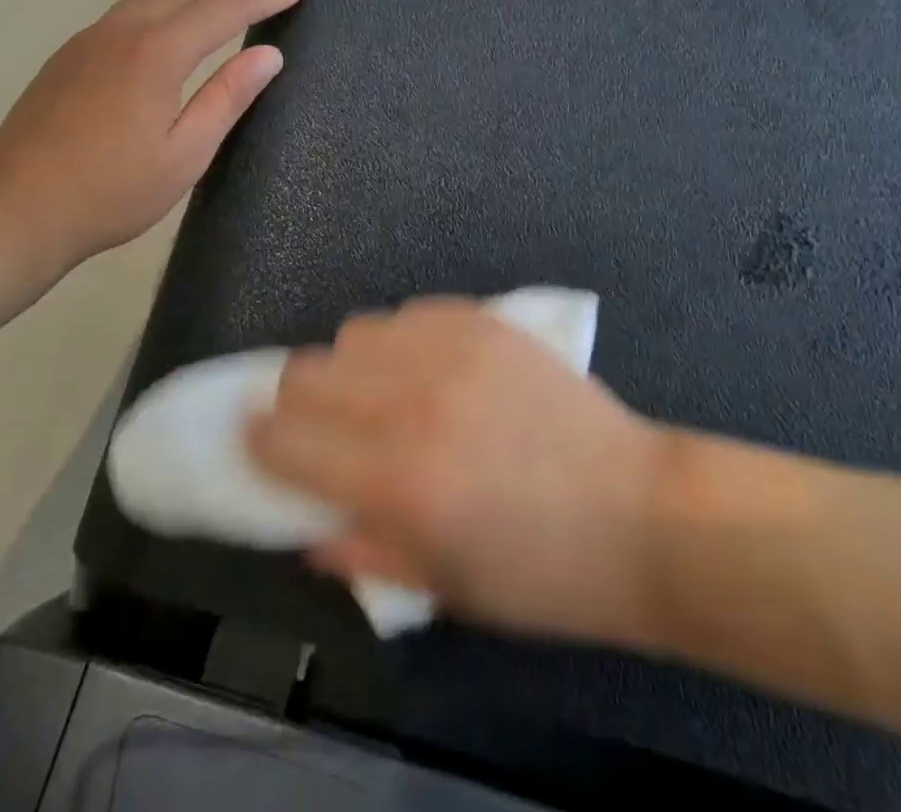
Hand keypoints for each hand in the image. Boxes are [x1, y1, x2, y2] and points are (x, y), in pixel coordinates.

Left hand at [0, 0, 315, 279]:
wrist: (15, 207)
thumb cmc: (111, 191)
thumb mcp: (185, 154)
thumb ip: (227, 97)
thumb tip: (269, 53)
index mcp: (157, 53)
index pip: (228, 8)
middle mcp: (124, 30)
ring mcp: (92, 38)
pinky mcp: (73, 52)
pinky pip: (133, 9)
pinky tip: (174, 13)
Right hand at [249, 299, 672, 641]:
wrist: (642, 514)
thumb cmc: (542, 574)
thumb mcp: (442, 587)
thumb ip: (359, 549)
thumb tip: (302, 523)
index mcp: (396, 478)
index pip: (283, 437)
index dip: (258, 442)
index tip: (259, 447)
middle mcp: (411, 400)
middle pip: (305, 372)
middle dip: (297, 404)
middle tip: (322, 428)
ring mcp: (450, 350)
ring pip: (353, 332)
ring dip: (351, 367)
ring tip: (382, 396)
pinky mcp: (484, 321)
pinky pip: (408, 313)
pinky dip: (401, 342)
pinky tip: (430, 371)